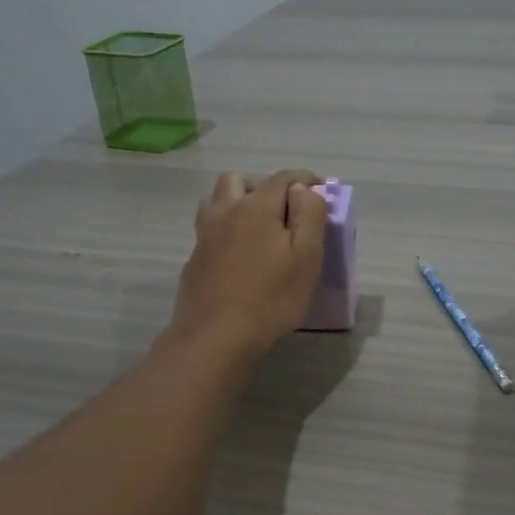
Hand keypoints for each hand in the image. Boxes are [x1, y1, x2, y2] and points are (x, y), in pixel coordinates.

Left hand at [169, 170, 327, 362]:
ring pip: (217, 201)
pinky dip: (225, 230)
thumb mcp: (307, 257)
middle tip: (283, 211)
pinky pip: (210, 229)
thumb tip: (303, 189)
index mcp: (257, 207)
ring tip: (257, 229)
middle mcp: (226, 212)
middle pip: (240, 180)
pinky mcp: (194, 259)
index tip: (320, 190)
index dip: (305, 179)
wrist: (215, 336)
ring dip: (237, 203)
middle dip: (264, 187)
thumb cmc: (271, 298)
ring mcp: (205, 235)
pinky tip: (238, 256)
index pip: (284, 177)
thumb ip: (309, 215)